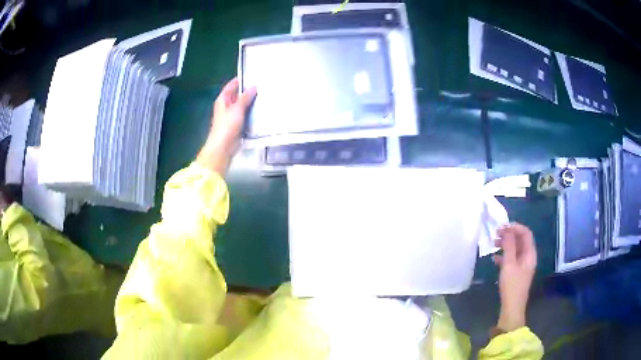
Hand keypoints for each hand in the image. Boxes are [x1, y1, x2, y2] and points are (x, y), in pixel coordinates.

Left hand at [197, 77, 256, 174]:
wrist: (223, 147)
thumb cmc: (227, 126)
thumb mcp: (237, 108)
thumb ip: (245, 97)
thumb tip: (254, 86)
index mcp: (223, 99)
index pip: (232, 85)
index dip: (241, 80)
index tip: (254, 75)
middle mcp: (226, 106)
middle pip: (237, 95)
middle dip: (248, 91)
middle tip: (263, 86)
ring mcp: (231, 116)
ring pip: (242, 105)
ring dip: (251, 102)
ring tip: (265, 96)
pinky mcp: (236, 125)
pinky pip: (245, 115)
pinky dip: (251, 112)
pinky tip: (261, 110)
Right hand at [492, 223, 536, 332]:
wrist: (511, 308)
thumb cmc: (512, 286)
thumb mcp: (509, 265)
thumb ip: (509, 246)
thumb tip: (507, 230)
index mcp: (530, 254)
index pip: (526, 233)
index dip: (515, 227)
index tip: (502, 226)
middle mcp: (528, 257)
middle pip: (521, 240)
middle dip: (509, 235)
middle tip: (496, 234)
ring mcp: (522, 265)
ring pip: (515, 249)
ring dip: (506, 244)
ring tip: (493, 244)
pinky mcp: (516, 273)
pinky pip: (511, 259)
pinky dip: (504, 255)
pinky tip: (495, 258)